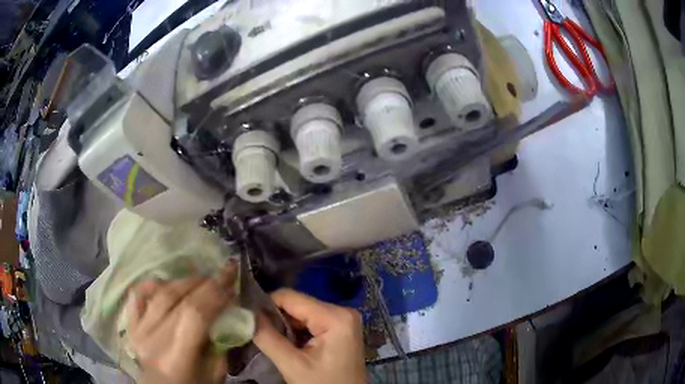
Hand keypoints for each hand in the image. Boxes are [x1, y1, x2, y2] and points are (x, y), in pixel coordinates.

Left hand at [126, 265, 236, 383]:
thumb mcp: (215, 373)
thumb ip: (221, 343)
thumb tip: (229, 311)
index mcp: (176, 358)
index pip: (195, 314)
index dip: (215, 293)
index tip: (232, 278)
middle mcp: (153, 340)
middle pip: (178, 299)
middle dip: (205, 283)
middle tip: (223, 276)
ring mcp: (138, 329)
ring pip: (161, 293)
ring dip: (184, 282)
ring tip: (202, 281)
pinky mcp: (130, 323)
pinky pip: (138, 295)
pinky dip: (153, 284)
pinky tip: (168, 282)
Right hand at [253, 289, 366, 383]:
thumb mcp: (292, 365)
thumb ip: (267, 337)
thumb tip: (244, 313)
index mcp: (335, 316)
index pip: (290, 297)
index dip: (265, 304)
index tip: (248, 317)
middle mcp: (342, 311)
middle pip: (297, 304)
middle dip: (276, 317)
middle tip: (259, 332)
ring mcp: (343, 320)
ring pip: (301, 313)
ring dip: (284, 326)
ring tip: (271, 339)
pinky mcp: (340, 329)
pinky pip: (310, 322)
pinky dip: (296, 331)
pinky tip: (288, 344)